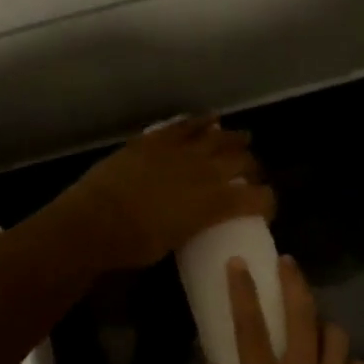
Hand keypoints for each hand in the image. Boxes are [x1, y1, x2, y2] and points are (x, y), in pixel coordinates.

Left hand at [61, 116, 276, 271]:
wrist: (95, 221)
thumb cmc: (134, 245)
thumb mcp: (175, 242)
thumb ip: (193, 225)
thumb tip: (194, 219)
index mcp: (215, 203)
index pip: (257, 199)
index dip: (267, 202)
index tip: (265, 206)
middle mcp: (205, 172)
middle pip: (242, 161)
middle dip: (252, 167)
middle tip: (252, 173)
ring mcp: (180, 151)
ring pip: (218, 137)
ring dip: (233, 138)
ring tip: (242, 138)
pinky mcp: (155, 140)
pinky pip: (184, 124)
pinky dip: (200, 121)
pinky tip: (210, 119)